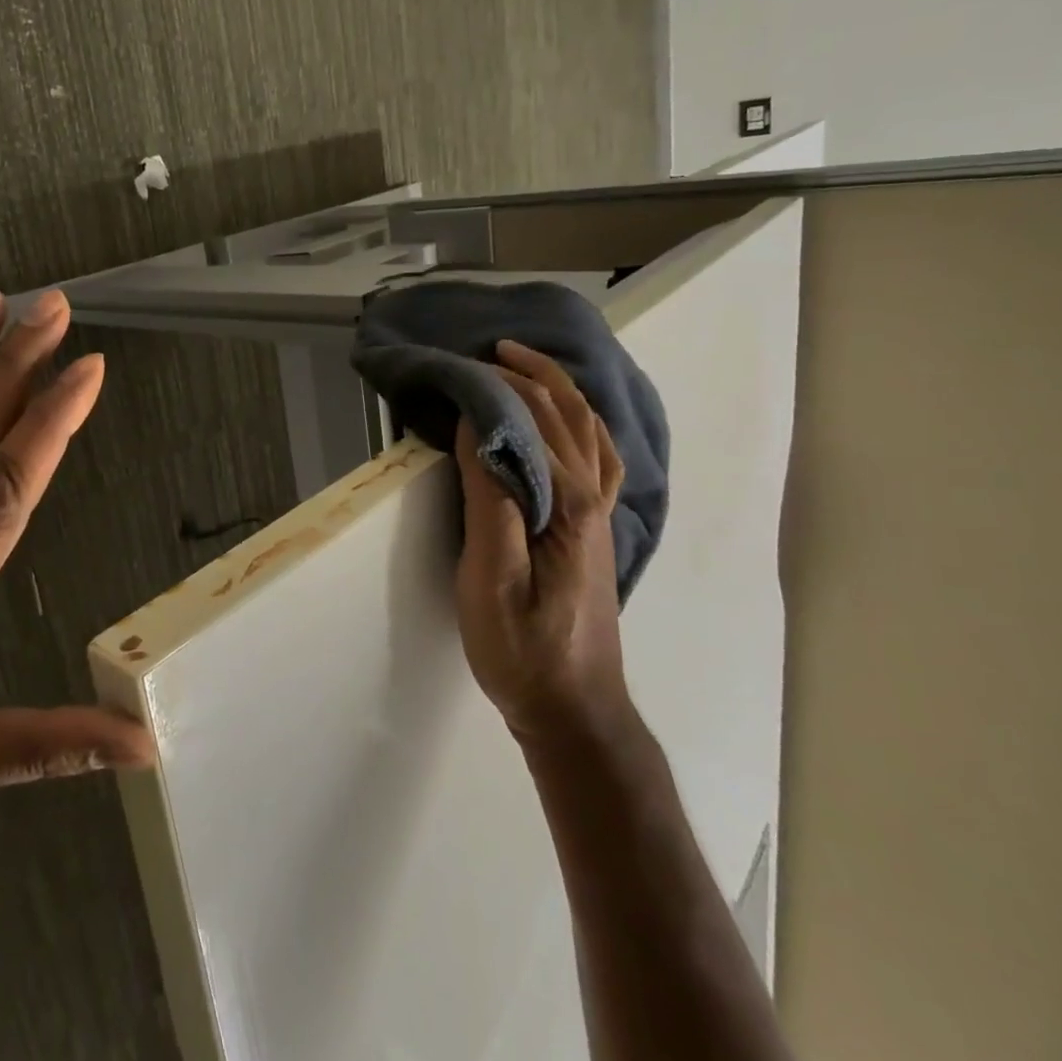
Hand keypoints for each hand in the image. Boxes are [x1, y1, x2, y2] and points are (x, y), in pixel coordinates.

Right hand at [454, 341, 629, 745]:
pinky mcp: (595, 531)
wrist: (575, 710)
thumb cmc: (523, 648)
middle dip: (532, 375)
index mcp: (567, 504)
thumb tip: (478, 431)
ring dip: (562, 392)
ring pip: (591, 433)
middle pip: (569, 417)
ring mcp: (601, 515)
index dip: (496, 388)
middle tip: (491, 351)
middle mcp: (594, 498)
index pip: (531, 423)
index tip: (460, 366)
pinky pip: (599, 459)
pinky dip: (583, 426)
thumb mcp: (491, 577)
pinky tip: (569, 426)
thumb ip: (489, 500)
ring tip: (528, 368)